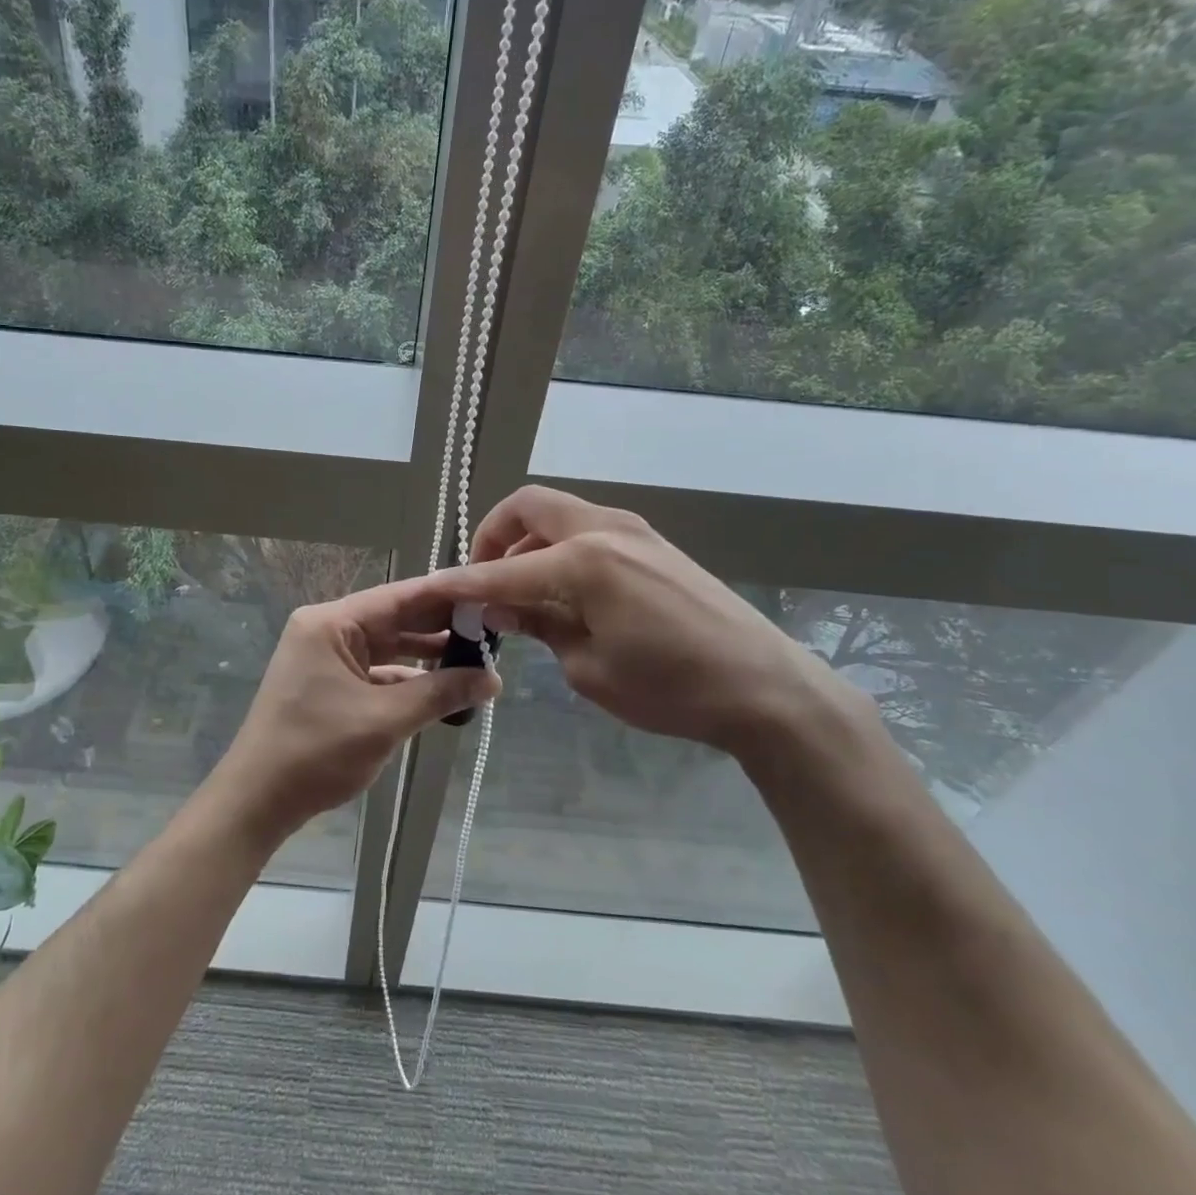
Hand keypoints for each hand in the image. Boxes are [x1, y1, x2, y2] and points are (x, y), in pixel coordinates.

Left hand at [212, 579, 500, 843]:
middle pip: (393, 620)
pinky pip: (374, 672)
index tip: (488, 594)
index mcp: (330, 623)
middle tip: (493, 629)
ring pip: (386, 647)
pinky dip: (405, 680)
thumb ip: (440, 693)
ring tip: (477, 659)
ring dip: (426, 656)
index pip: (398, 597)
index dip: (445, 596)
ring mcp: (324, 658)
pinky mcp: (327, 684)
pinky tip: (441, 688)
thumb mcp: (385, 720)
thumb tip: (493, 679)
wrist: (257, 802)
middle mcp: (326, 631)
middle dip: (440, 628)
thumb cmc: (316, 752)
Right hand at [422, 487, 871, 759]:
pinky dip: (561, 549)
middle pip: (529, 507)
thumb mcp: (589, 668)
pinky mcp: (652, 544)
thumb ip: (538, 626)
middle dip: (494, 535)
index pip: (503, 569)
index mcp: (585, 561)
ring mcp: (633, 530)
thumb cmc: (671, 687)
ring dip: (529, 543)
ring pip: (560, 514)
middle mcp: (605, 529)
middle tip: (482, 577)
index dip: (462, 581)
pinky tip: (565, 592)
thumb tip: (498, 606)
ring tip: (522, 592)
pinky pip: (589, 530)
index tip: (430, 590)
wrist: (765, 686)